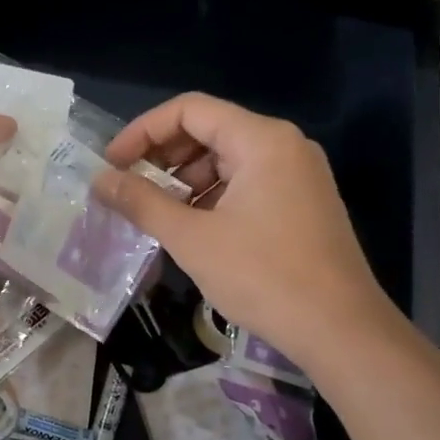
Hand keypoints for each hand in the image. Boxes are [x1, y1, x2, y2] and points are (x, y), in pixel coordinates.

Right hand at [92, 93, 398, 368]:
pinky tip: (192, 228)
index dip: (143, 131)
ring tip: (157, 213)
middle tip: (130, 188)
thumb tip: (100, 180)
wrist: (339, 330)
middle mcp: (284, 146)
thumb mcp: (192, 238)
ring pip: (228, 159)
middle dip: (163, 156)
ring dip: (186, 180)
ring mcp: (298, 175)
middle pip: (210, 130)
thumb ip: (142, 202)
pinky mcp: (303, 204)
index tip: (113, 164)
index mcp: (262, 140)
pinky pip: (247, 184)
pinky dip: (213, 197)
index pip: (190, 110)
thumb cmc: (262, 276)